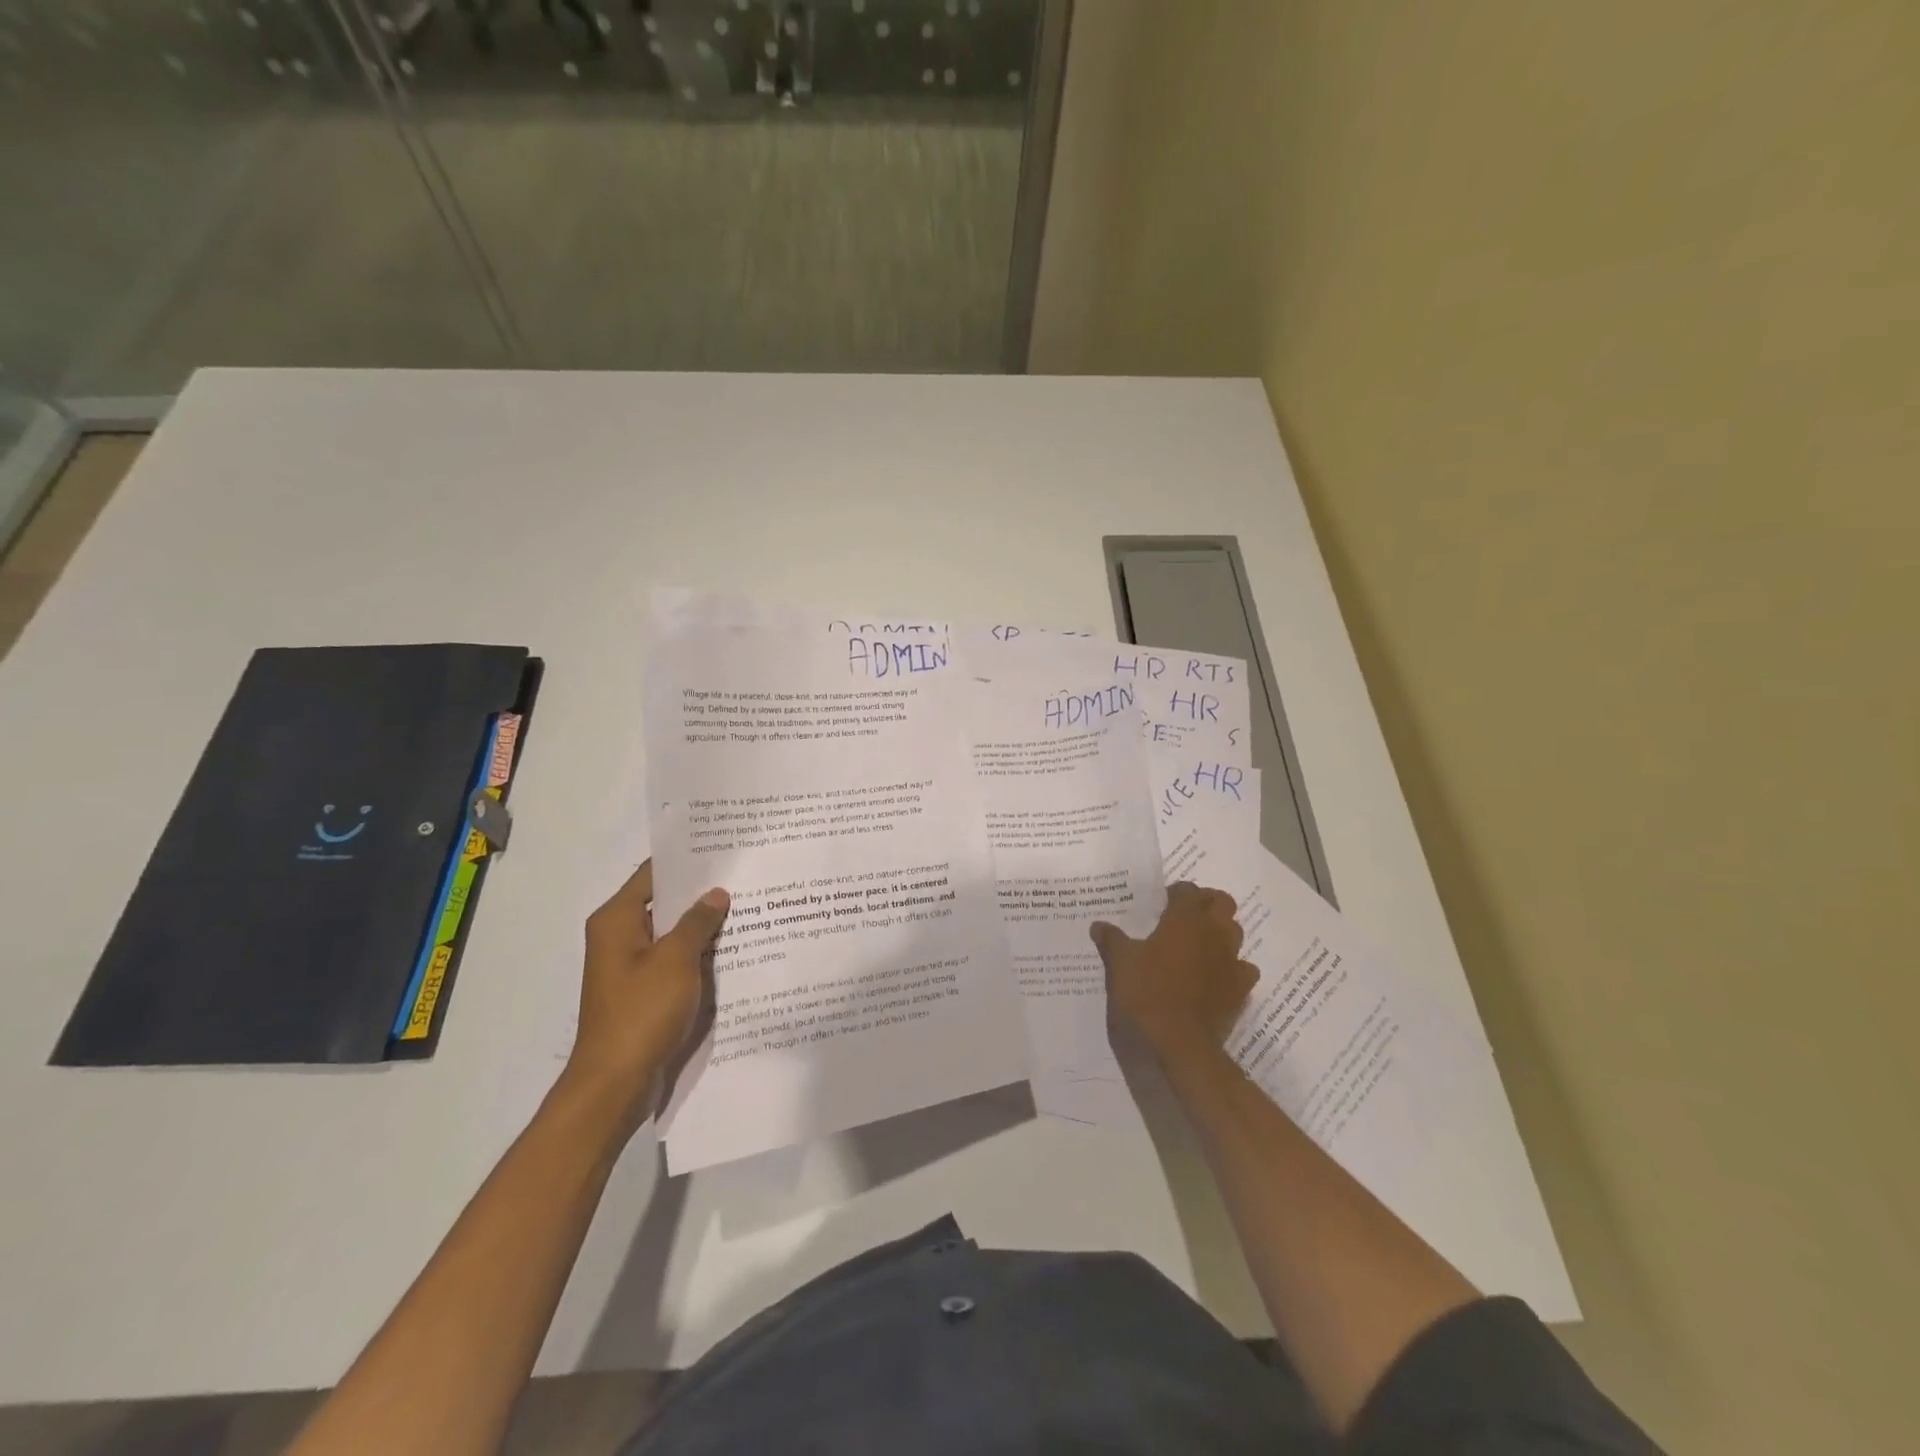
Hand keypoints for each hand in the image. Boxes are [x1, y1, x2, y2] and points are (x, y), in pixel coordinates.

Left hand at [562, 860, 729, 1126]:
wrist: (615, 1082)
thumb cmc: (641, 1012)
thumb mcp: (675, 960)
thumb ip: (697, 922)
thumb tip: (715, 894)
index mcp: (615, 920)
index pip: (653, 874)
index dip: (686, 861)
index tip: (722, 848)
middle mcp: (618, 937)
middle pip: (663, 902)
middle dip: (700, 893)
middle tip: (743, 876)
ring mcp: (630, 966)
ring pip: (671, 933)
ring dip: (702, 925)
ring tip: (746, 907)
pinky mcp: (643, 991)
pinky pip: (673, 960)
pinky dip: (697, 953)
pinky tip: (732, 949)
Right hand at [1091, 881, 1256, 1061]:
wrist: (1179, 1042)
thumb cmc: (1146, 993)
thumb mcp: (1119, 963)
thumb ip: (1111, 940)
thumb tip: (1098, 925)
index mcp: (1184, 919)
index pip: (1188, 890)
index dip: (1175, 892)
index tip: (1161, 903)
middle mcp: (1213, 932)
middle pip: (1223, 902)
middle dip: (1207, 903)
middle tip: (1186, 916)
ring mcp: (1231, 960)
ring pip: (1236, 932)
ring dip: (1221, 932)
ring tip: (1199, 943)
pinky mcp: (1241, 989)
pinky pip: (1243, 968)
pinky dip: (1232, 967)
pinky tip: (1216, 976)